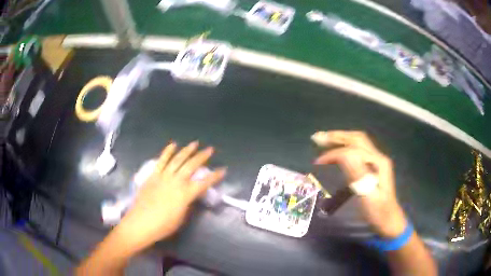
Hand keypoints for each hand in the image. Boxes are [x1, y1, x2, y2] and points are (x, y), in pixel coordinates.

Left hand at [116, 141, 225, 250]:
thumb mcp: (181, 217)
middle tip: (210, 149)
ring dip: (187, 151)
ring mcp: (163, 177)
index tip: (223, 170)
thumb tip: (190, 195)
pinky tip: (173, 144)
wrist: (141, 223)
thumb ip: (187, 204)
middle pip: (191, 166)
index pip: (204, 183)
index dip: (215, 177)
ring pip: (177, 160)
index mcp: (185, 194)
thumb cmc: (163, 225)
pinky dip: (167, 152)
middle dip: (202, 157)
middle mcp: (176, 182)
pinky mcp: (153, 175)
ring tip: (194, 143)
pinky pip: (161, 161)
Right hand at [312, 131, 406, 237]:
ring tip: (324, 140)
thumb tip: (343, 154)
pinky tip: (338, 151)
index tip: (318, 161)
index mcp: (378, 163)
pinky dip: (345, 146)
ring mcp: (377, 161)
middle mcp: (378, 157)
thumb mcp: (368, 196)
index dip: (334, 153)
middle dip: (336, 136)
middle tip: (318, 138)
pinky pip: (358, 150)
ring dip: (341, 139)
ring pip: (358, 142)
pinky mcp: (374, 167)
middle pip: (357, 139)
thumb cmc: (378, 212)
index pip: (353, 150)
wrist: (389, 220)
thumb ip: (358, 174)